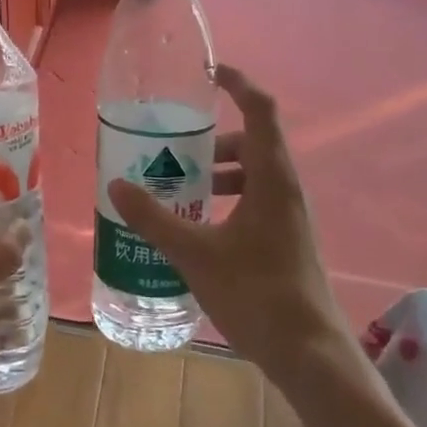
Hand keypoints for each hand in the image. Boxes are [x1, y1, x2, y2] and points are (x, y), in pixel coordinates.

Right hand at [107, 66, 357, 391]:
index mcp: (272, 178)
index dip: (238, 83)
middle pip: (251, 142)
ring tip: (176, 185)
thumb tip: (117, 185)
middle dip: (212, 139)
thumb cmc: (256, 294)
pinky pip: (252, 200)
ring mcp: (287, 216)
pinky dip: (225, 198)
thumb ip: (154, 218)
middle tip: (172, 145)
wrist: (310, 354)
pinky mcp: (284, 239)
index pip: (260, 110)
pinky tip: (195, 224)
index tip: (207, 73)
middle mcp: (284, 189)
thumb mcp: (195, 253)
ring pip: (252, 174)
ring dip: (216, 171)